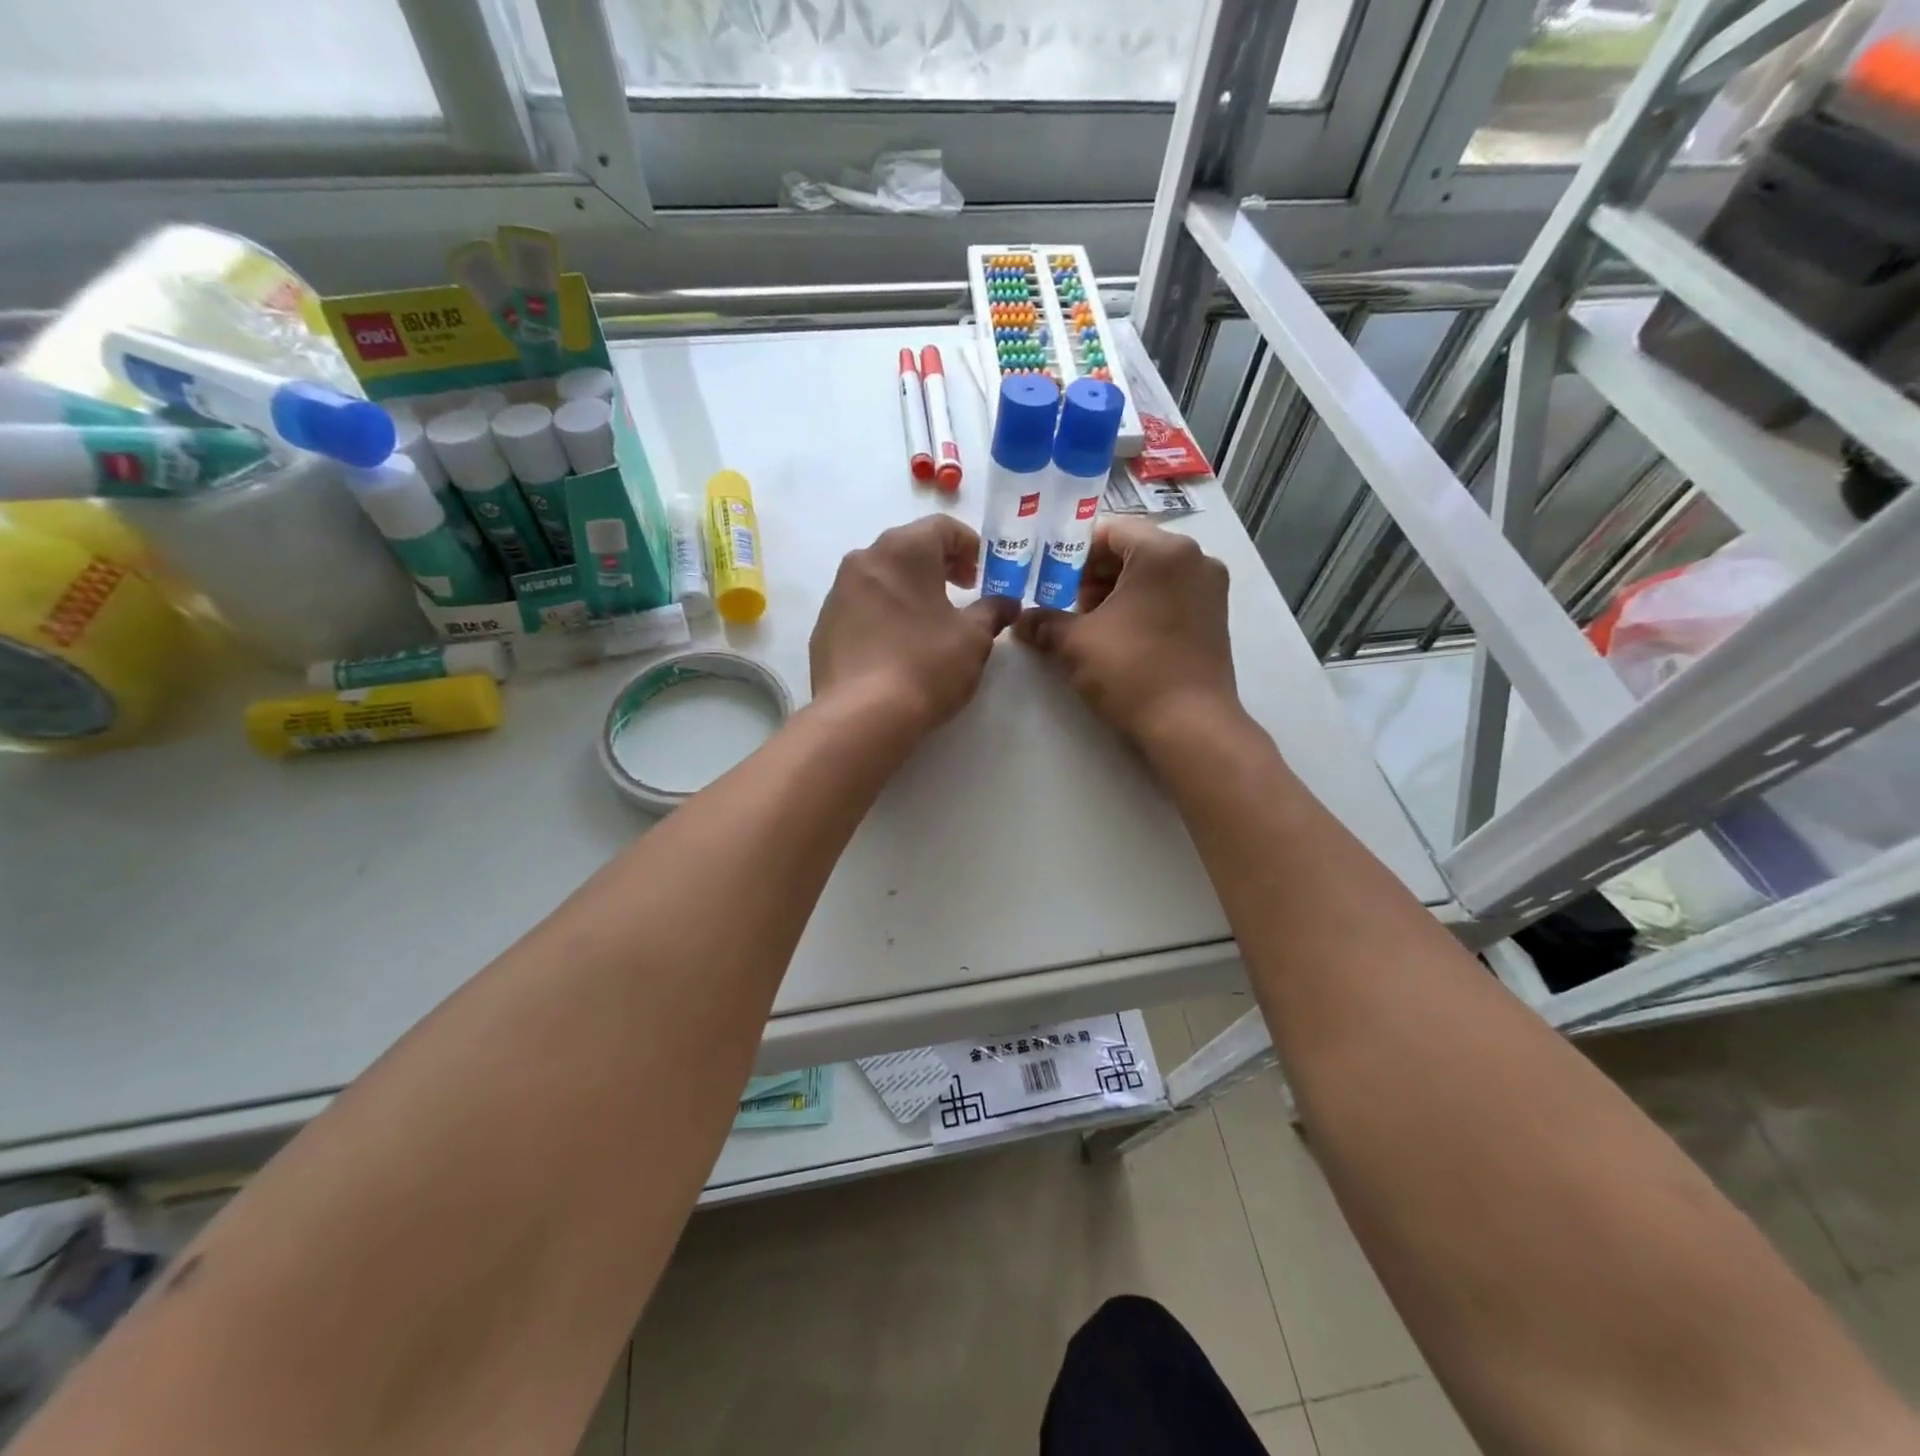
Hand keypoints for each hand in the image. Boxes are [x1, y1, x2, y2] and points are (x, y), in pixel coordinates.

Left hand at [811, 515, 1019, 736]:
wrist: (862, 715)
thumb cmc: (927, 665)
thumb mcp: (974, 638)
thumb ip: (993, 611)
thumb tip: (1007, 603)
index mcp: (903, 550)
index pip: (942, 527)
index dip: (970, 546)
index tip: (984, 574)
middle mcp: (864, 559)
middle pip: (909, 548)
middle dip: (940, 566)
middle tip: (963, 592)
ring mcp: (838, 592)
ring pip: (882, 577)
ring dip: (909, 589)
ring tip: (930, 621)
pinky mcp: (824, 626)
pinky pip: (862, 607)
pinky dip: (884, 613)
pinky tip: (898, 645)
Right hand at [1014, 517, 1242, 752]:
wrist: (1190, 726)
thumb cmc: (1132, 671)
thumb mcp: (1076, 643)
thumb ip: (1044, 622)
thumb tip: (1019, 621)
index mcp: (1163, 551)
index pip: (1108, 531)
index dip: (1072, 552)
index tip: (1048, 578)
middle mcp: (1195, 558)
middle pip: (1131, 550)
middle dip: (1092, 574)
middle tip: (1063, 603)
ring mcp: (1210, 588)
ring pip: (1151, 574)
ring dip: (1115, 591)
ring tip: (1086, 625)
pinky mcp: (1215, 616)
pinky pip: (1169, 595)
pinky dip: (1141, 605)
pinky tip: (1117, 636)